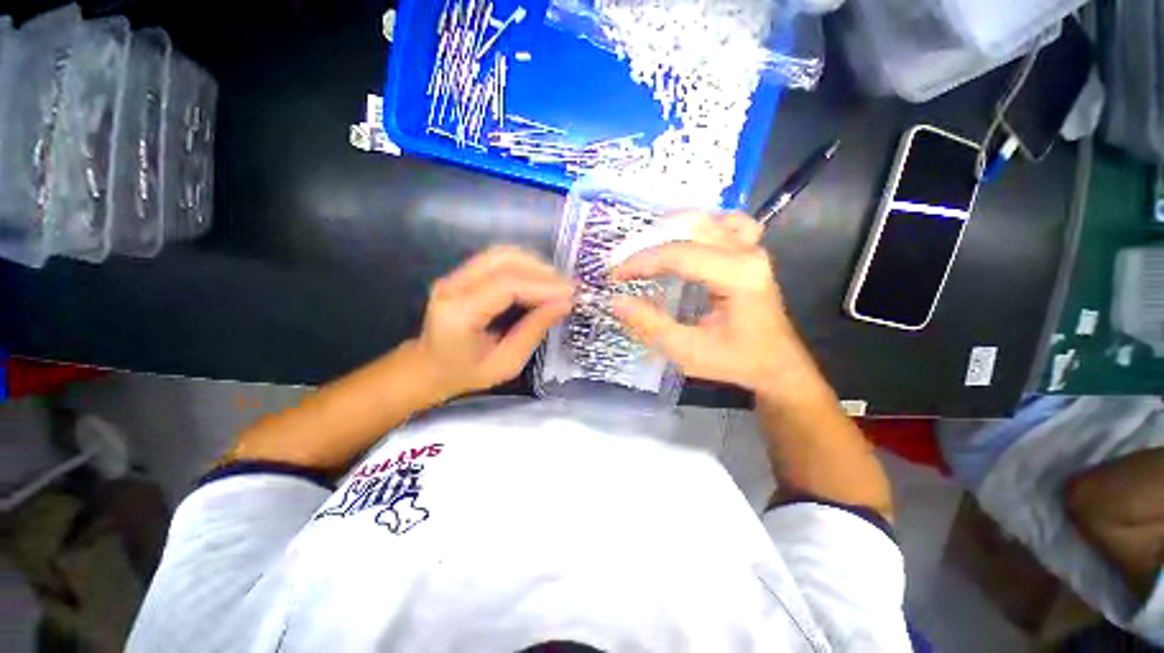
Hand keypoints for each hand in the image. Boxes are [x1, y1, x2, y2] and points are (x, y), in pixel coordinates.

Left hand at [416, 247, 573, 399]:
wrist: (428, 367)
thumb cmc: (465, 373)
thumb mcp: (506, 364)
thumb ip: (533, 331)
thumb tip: (564, 304)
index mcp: (458, 314)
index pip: (506, 285)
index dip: (542, 287)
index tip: (570, 295)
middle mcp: (451, 286)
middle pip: (504, 260)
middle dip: (542, 271)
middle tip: (568, 288)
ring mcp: (454, 275)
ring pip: (502, 254)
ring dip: (535, 265)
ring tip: (558, 284)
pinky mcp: (461, 273)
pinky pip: (498, 259)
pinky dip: (525, 265)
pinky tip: (540, 280)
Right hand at [612, 213, 820, 396]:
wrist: (777, 365)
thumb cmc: (735, 360)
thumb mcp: (687, 351)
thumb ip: (651, 324)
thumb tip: (616, 301)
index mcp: (738, 276)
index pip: (679, 254)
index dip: (641, 261)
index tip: (615, 274)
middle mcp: (747, 253)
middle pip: (690, 228)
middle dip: (650, 243)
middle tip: (625, 263)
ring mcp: (753, 248)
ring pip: (707, 219)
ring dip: (672, 230)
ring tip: (647, 249)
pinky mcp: (750, 252)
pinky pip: (725, 223)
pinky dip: (700, 227)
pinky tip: (685, 240)